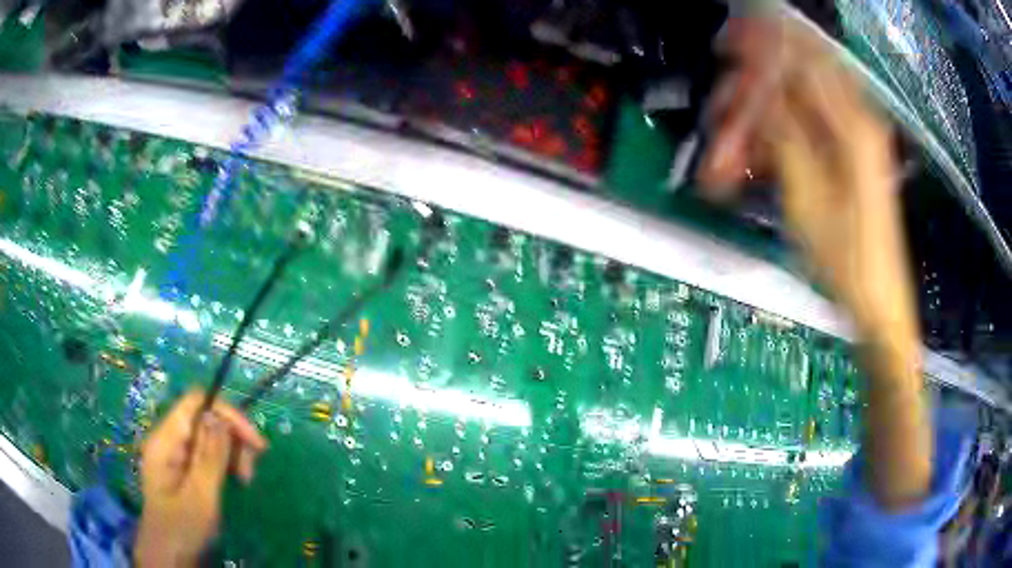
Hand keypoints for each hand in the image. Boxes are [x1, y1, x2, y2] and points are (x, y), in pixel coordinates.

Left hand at [135, 391, 267, 566]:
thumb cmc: (182, 528)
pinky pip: (207, 452)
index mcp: (166, 440)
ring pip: (209, 435)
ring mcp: (176, 453)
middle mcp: (169, 439)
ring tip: (245, 479)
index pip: (196, 403)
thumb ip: (210, 456)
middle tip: (250, 471)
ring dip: (232, 451)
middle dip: (232, 437)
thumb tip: (220, 417)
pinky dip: (225, 462)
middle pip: (205, 417)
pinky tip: (235, 479)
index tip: (255, 442)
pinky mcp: (183, 467)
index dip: (226, 413)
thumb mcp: (200, 496)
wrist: (168, 556)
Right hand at [699, 16, 929, 509]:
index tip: (727, 44)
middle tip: (719, 115)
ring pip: (797, 105)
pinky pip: (807, 129)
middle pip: (796, 77)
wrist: (879, 304)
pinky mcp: (850, 157)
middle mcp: (856, 120)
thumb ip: (782, 131)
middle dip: (752, 91)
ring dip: (759, 120)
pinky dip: (777, 138)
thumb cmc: (846, 260)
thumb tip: (759, 87)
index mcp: (851, 124)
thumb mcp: (807, 196)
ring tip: (729, 153)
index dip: (761, 46)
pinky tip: (755, 160)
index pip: (800, 56)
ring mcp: (854, 139)